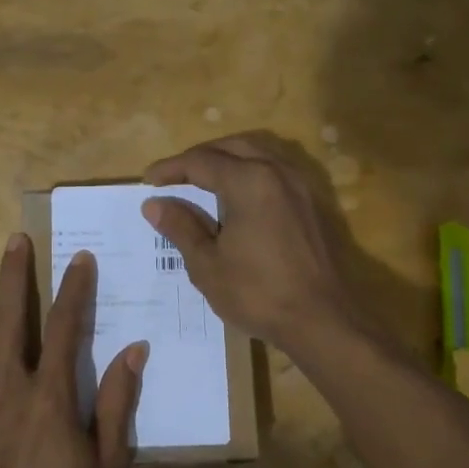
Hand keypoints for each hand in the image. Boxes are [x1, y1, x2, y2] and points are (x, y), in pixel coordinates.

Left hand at [0, 234, 145, 467]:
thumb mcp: (109, 465)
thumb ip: (119, 405)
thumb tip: (134, 352)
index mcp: (49, 398)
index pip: (64, 329)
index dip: (73, 291)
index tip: (80, 259)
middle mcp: (10, 388)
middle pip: (9, 318)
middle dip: (13, 276)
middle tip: (16, 241)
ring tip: (5, 274)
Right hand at [143, 133, 366, 353]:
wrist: (321, 320)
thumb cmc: (257, 293)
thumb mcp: (207, 264)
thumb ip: (181, 227)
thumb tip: (154, 204)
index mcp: (248, 181)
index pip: (200, 161)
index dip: (171, 169)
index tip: (148, 180)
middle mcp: (277, 172)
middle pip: (231, 147)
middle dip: (199, 157)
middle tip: (174, 176)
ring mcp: (299, 186)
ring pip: (257, 153)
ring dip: (227, 159)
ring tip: (203, 180)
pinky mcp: (311, 203)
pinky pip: (275, 171)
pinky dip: (250, 171)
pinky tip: (238, 196)